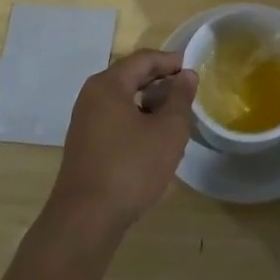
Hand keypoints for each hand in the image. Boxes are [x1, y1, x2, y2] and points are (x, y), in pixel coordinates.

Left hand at [47, 49, 197, 232]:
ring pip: (123, 99)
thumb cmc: (130, 168)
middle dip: (161, 81)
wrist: (85, 220)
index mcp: (108, 85)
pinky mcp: (85, 144)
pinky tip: (154, 139)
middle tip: (188, 92)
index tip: (194, 69)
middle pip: (131, 76)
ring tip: (176, 116)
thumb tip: (186, 75)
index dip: (171, 61)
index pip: (143, 59)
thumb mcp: (168, 132)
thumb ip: (180, 98)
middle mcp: (91, 96)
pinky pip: (115, 118)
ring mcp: (85, 121)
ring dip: (150, 102)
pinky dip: (137, 119)